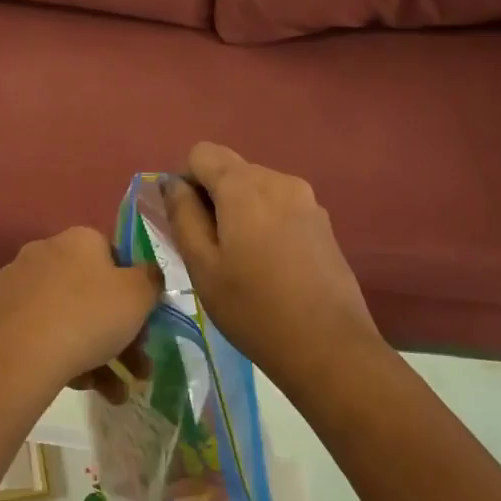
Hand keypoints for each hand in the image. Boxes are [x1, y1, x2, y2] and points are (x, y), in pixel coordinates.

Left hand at [0, 227, 158, 393]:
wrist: (17, 355)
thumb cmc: (88, 316)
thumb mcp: (138, 296)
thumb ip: (150, 280)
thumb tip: (147, 273)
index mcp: (78, 240)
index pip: (113, 257)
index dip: (133, 291)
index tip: (143, 324)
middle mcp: (44, 252)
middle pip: (91, 293)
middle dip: (119, 334)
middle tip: (137, 370)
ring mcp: (15, 284)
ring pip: (67, 318)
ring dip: (97, 355)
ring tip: (113, 394)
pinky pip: (39, 334)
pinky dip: (62, 357)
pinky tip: (79, 386)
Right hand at [163, 143, 384, 389]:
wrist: (329, 347)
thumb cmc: (252, 308)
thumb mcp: (202, 265)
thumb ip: (183, 215)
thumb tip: (172, 182)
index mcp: (245, 186)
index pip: (202, 153)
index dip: (185, 180)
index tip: (186, 221)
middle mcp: (279, 180)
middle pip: (231, 169)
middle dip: (212, 197)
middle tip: (208, 249)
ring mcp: (307, 200)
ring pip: (256, 189)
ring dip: (239, 211)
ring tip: (240, 261)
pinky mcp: (323, 223)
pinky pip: (280, 207)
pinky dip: (264, 223)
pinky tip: (269, 266)